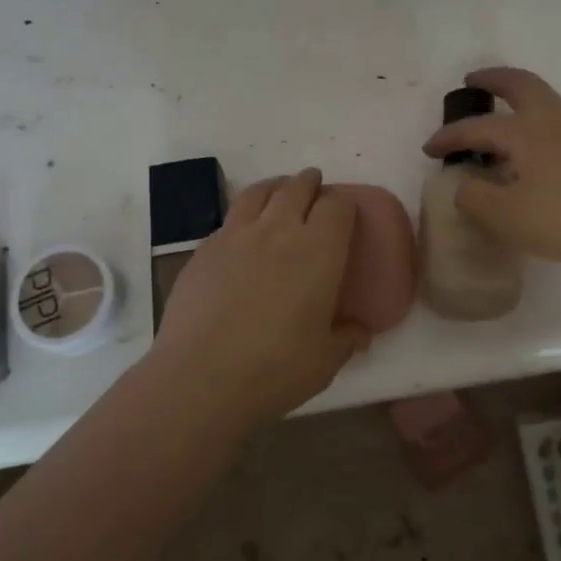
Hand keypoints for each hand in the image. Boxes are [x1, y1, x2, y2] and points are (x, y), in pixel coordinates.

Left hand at [151, 169, 369, 427]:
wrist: (200, 377)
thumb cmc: (275, 369)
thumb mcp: (325, 361)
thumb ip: (346, 339)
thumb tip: (361, 332)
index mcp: (318, 251)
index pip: (337, 206)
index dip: (343, 205)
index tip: (345, 213)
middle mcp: (278, 230)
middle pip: (297, 188)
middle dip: (310, 183)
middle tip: (314, 188)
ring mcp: (236, 236)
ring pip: (259, 193)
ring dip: (275, 187)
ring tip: (279, 192)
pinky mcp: (204, 249)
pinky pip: (229, 220)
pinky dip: (243, 217)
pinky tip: (243, 235)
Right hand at [421, 67, 560, 281]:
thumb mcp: (505, 216)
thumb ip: (474, 198)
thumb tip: (465, 187)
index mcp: (526, 130)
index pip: (477, 127)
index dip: (449, 136)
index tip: (428, 149)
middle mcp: (554, 121)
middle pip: (521, 85)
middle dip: (494, 79)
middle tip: (474, 81)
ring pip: (543, 103)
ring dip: (517, 103)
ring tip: (499, 126)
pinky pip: (556, 126)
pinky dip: (535, 127)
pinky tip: (530, 157)